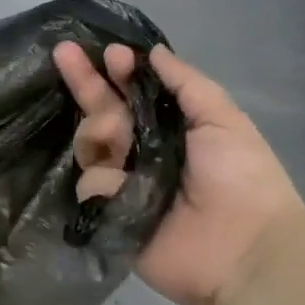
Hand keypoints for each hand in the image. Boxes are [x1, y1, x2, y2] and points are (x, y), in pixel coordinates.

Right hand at [53, 42, 304, 304]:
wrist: (241, 252)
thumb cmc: (241, 179)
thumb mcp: (224, 120)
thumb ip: (186, 83)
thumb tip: (153, 52)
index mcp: (169, 128)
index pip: (133, 93)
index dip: (118, 71)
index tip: (109, 54)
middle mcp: (140, 151)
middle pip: (102, 112)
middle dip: (84, 81)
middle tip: (63, 53)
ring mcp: (122, 183)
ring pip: (88, 144)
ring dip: (98, 132)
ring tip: (116, 140)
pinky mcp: (108, 214)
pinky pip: (90, 185)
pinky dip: (105, 182)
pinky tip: (122, 188)